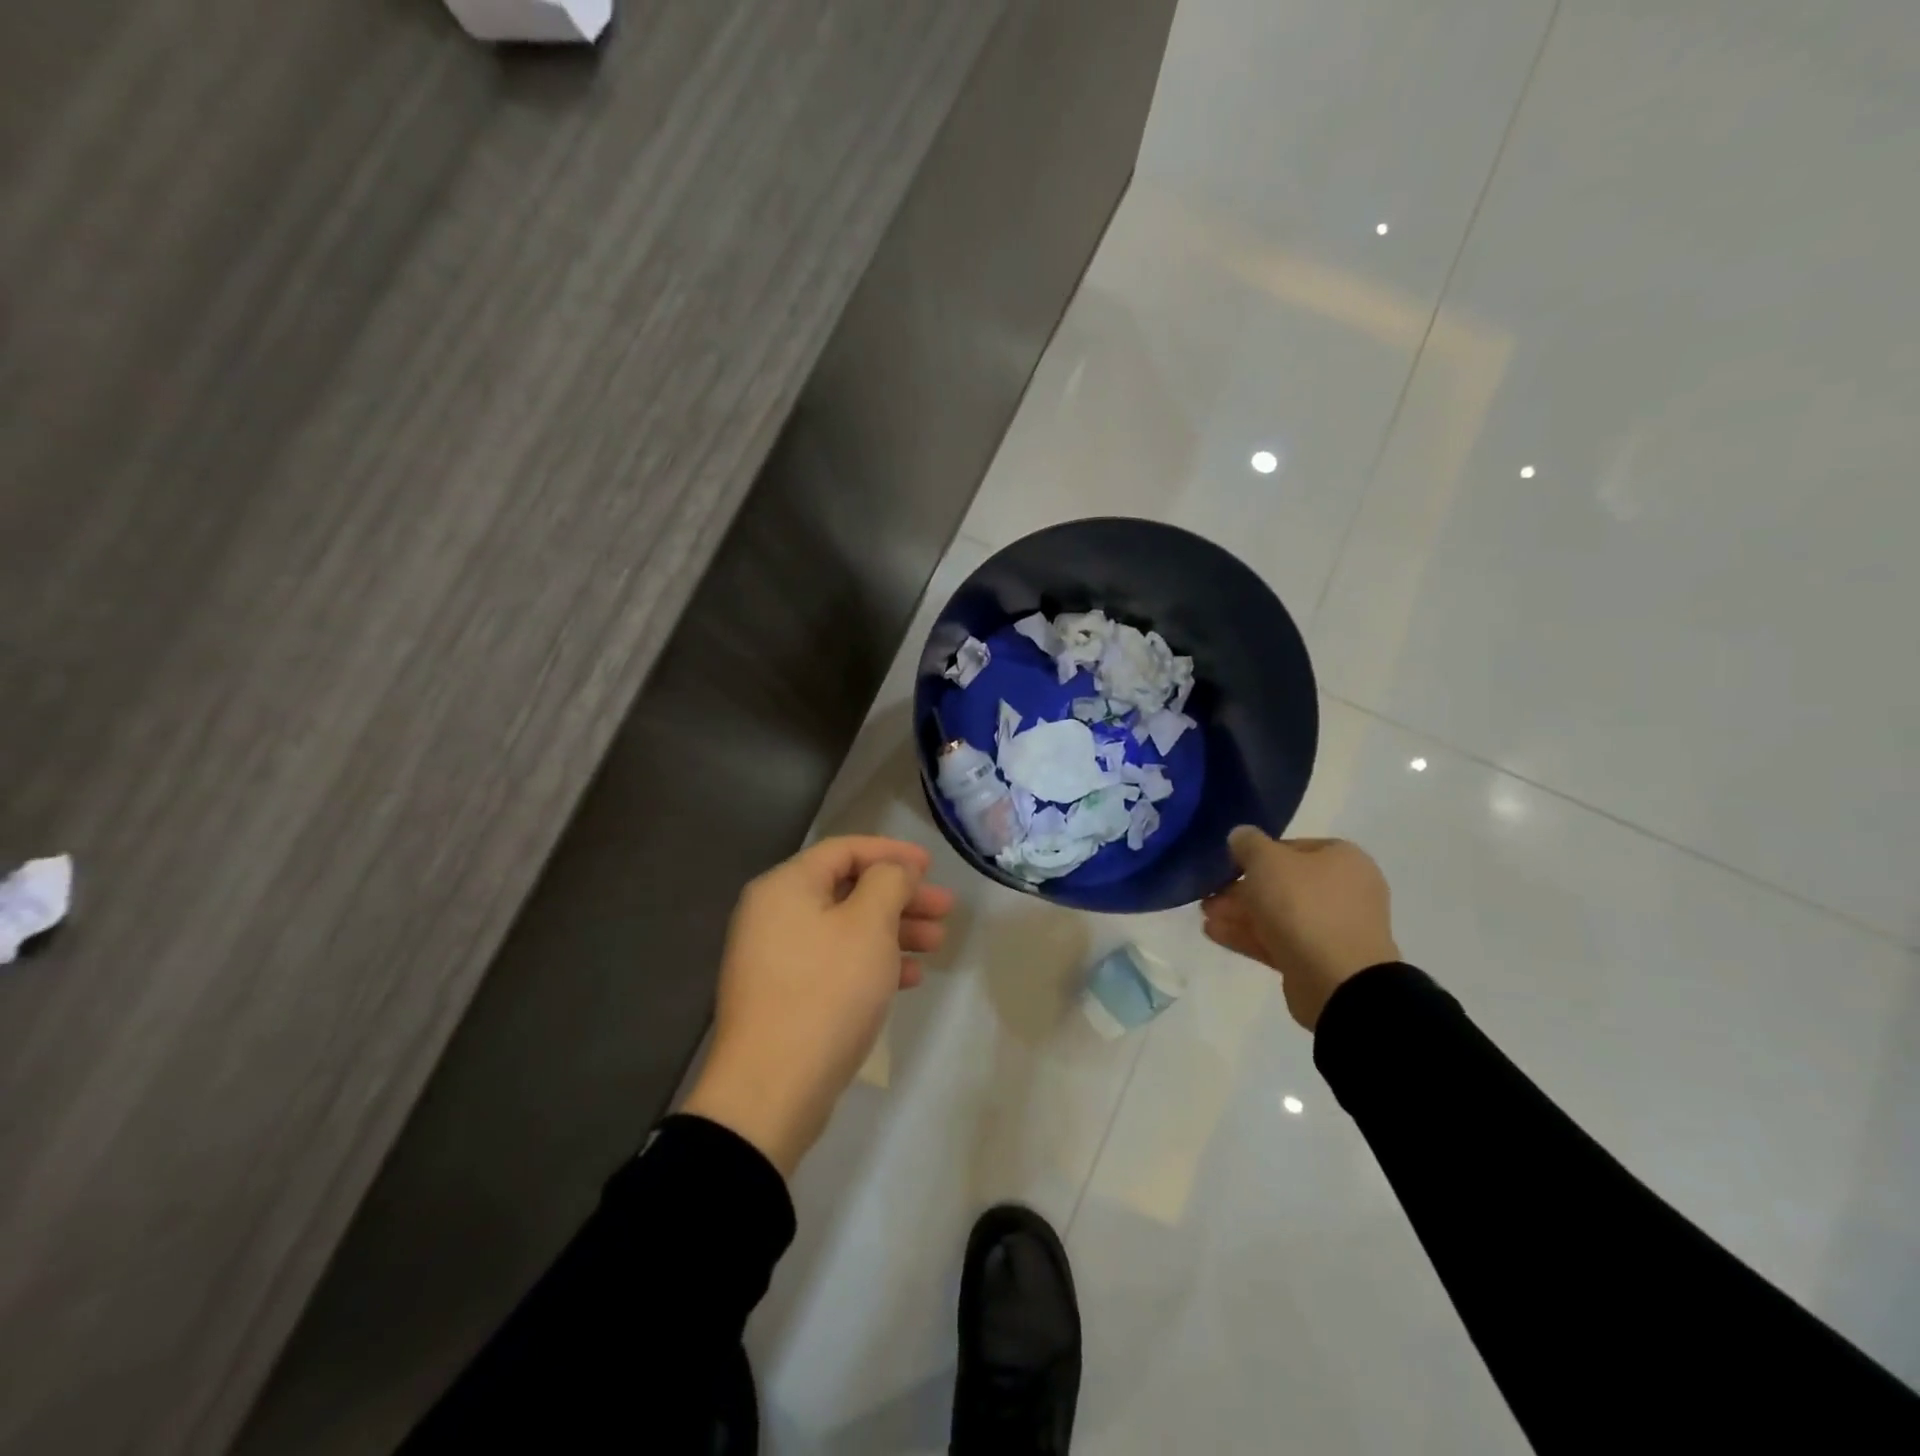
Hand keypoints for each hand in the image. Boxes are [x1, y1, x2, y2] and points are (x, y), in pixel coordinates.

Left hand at [682, 836, 955, 1176]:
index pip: (845, 850)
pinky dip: (872, 962)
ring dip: (894, 931)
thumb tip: (894, 869)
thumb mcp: (868, 926)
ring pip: (846, 928)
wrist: (770, 1090)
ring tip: (937, 944)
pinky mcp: (786, 994)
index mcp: (786, 886)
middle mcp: (775, 914)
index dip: (892, 853)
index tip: (931, 865)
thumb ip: (888, 883)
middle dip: (901, 897)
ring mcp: (777, 957)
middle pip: (848, 889)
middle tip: (945, 908)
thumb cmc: (826, 992)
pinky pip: (835, 962)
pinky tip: (909, 978)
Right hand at [1201, 829, 1398, 1031]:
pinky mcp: (1318, 961)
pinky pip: (1278, 940)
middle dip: (1241, 888)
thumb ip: (1249, 843)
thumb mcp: (1267, 861)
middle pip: (1282, 883)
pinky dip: (1248, 935)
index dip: (1256, 853)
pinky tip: (1214, 932)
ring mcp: (1333, 928)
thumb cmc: (1304, 907)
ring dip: (1240, 913)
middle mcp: (1343, 891)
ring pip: (1277, 914)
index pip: (1291, 847)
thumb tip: (1241, 836)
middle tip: (1209, 893)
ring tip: (1205, 915)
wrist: (1338, 982)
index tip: (1227, 864)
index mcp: (1342, 859)